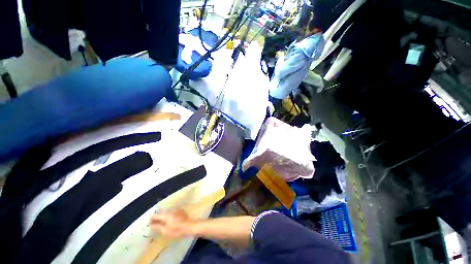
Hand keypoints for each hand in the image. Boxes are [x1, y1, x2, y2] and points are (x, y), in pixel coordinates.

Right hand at [149, 209, 196, 237]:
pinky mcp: (181, 211)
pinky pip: (172, 213)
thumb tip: (150, 224)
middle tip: (155, 224)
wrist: (189, 226)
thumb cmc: (177, 230)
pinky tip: (170, 221)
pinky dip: (169, 216)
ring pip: (167, 213)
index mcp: (166, 215)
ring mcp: (176, 210)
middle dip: (157, 218)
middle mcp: (171, 210)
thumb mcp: (165, 230)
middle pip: (162, 213)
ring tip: (162, 223)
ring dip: (163, 217)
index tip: (149, 224)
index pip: (156, 215)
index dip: (151, 219)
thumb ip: (157, 226)